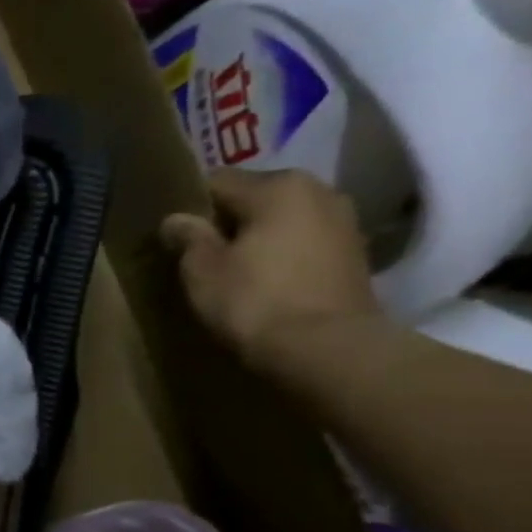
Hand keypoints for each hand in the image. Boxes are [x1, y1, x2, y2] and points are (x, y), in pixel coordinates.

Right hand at [160, 169, 384, 377]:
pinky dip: (283, 254)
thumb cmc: (255, 301)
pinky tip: (265, 280)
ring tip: (233, 267)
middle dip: (228, 219)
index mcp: (277, 186)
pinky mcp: (356, 254)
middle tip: (201, 252)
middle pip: (255, 197)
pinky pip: (304, 242)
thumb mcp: (203, 270)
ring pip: (282, 219)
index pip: (217, 181)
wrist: (329, 350)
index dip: (190, 206)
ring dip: (258, 237)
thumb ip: (188, 238)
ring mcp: (344, 222)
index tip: (175, 234)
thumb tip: (176, 219)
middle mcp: (318, 191)